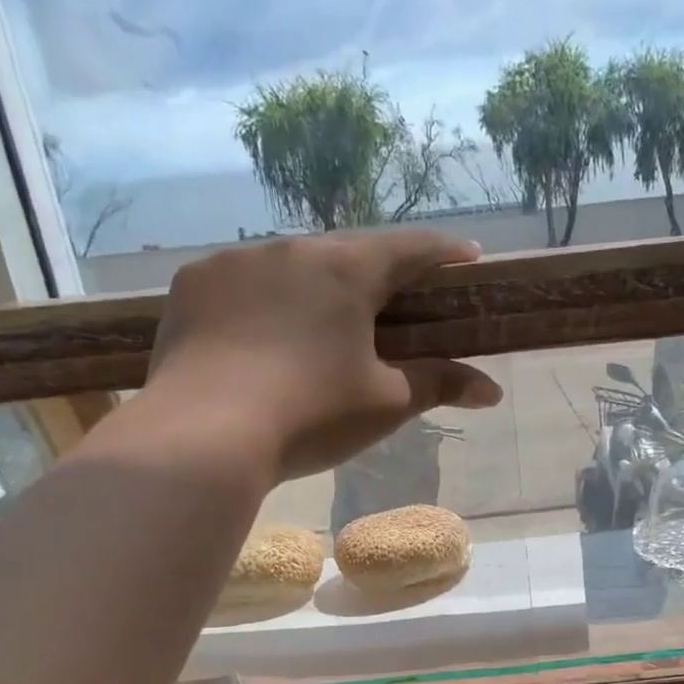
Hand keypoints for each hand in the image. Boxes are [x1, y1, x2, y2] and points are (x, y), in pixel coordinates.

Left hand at [147, 230, 502, 479]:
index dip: (445, 254)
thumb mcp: (385, 404)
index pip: (410, 248)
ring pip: (290, 265)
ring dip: (315, 286)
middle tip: (393, 302)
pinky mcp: (191, 286)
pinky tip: (261, 335)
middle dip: (377, 273)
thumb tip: (493, 391)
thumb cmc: (310, 415)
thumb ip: (439, 385)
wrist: (204, 435)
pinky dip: (263, 301)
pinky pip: (242, 283)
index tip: (468, 260)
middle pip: (348, 252)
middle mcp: (289, 248)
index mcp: (345, 270)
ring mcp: (233, 262)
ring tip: (320, 324)